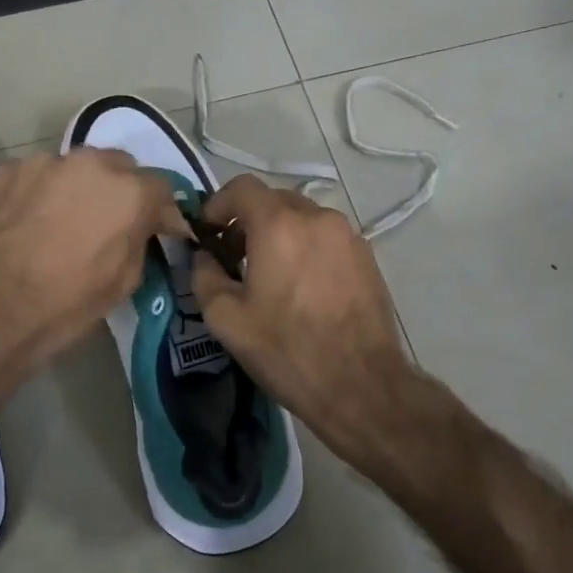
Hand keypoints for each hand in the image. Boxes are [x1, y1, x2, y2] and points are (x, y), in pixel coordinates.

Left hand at [0, 148, 187, 414]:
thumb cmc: (64, 304)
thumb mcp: (122, 283)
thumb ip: (140, 242)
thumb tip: (141, 228)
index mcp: (129, 192)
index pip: (161, 188)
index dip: (160, 212)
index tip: (157, 230)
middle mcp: (90, 164)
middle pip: (119, 167)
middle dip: (119, 191)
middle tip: (107, 224)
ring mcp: (43, 162)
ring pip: (74, 168)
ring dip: (77, 189)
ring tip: (60, 223)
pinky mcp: (5, 171)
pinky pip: (35, 176)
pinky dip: (38, 193)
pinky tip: (26, 223)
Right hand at [190, 175, 418, 470]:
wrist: (361, 385)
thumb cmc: (287, 350)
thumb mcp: (226, 319)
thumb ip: (204, 276)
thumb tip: (204, 257)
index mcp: (279, 224)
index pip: (241, 187)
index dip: (218, 204)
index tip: (209, 233)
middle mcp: (317, 217)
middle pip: (273, 200)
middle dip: (248, 220)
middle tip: (234, 256)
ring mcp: (348, 235)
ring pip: (303, 218)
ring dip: (280, 233)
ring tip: (270, 273)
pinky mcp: (367, 256)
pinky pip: (326, 237)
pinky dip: (307, 247)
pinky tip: (302, 286)